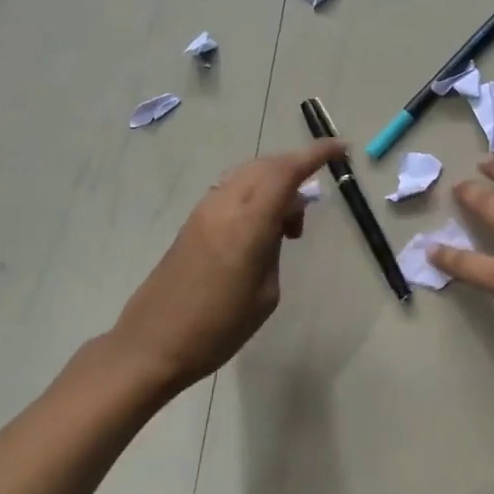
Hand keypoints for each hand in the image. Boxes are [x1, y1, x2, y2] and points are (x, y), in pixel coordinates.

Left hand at [100, 140, 344, 398]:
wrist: (151, 345)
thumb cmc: (218, 329)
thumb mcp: (265, 294)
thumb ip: (274, 249)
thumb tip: (276, 226)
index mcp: (247, 224)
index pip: (285, 172)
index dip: (315, 154)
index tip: (341, 149)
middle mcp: (223, 206)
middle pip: (266, 166)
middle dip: (296, 169)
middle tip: (311, 204)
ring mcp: (203, 212)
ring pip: (246, 176)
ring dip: (273, 184)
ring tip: (286, 226)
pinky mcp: (191, 224)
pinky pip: (231, 191)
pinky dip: (254, 195)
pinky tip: (260, 229)